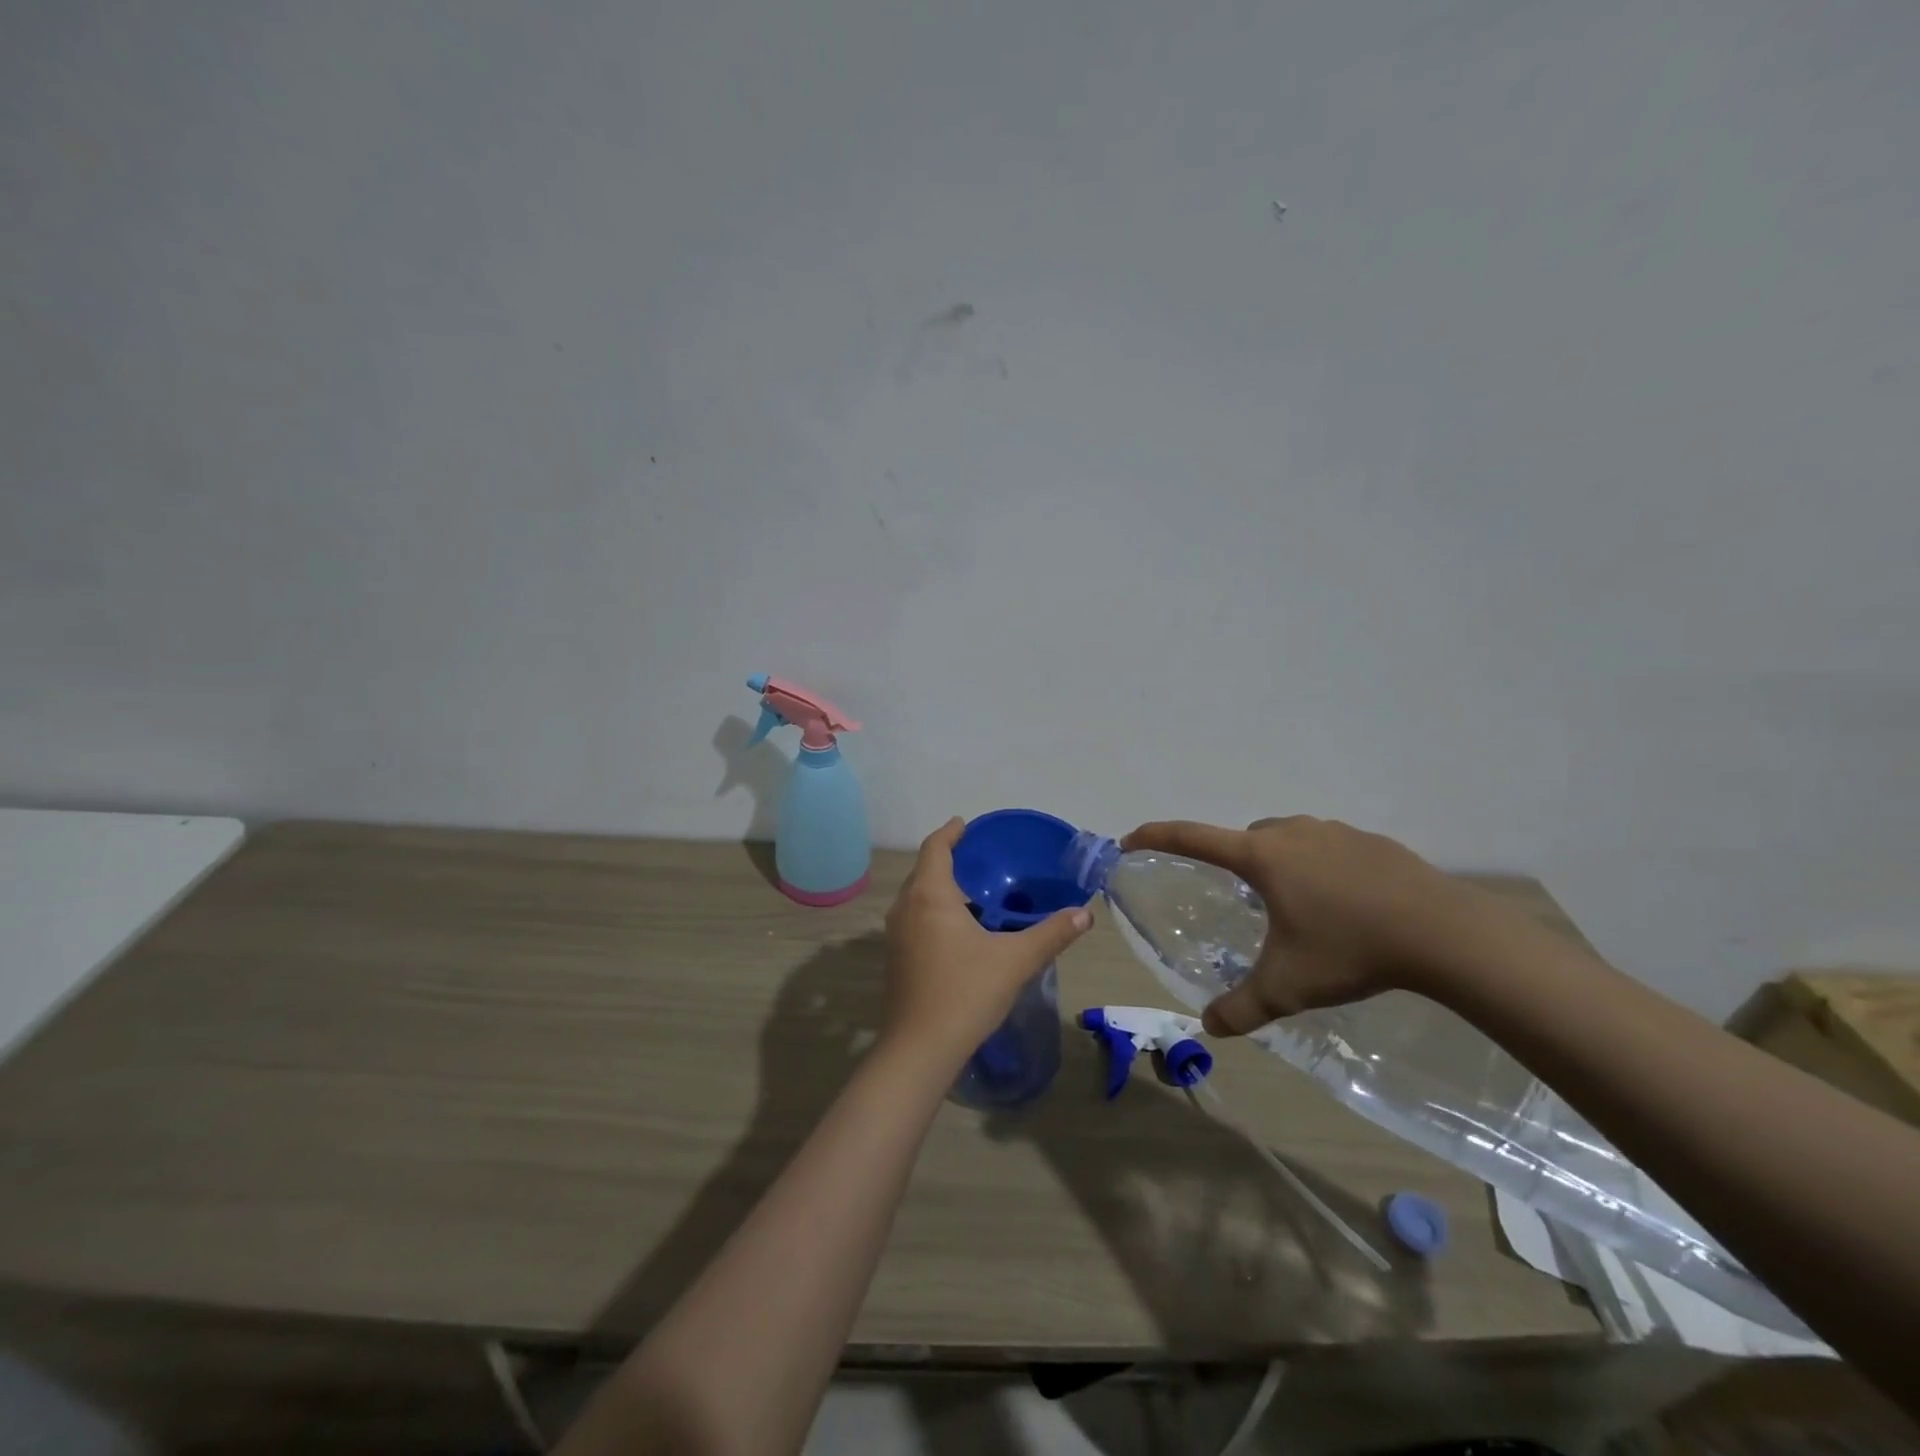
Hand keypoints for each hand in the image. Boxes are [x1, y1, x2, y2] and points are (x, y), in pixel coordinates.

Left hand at [882, 818, 1093, 1066]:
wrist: (920, 1048)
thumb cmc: (966, 992)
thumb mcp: (1016, 960)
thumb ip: (1051, 934)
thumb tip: (1084, 915)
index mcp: (930, 895)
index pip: (934, 848)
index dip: (950, 832)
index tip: (964, 824)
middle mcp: (906, 907)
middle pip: (923, 870)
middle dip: (946, 859)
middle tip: (977, 859)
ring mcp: (895, 935)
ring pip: (916, 897)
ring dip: (938, 887)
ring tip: (971, 892)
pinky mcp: (895, 958)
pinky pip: (914, 919)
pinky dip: (932, 911)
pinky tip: (957, 930)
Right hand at [1123, 816, 1514, 1035]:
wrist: (1444, 932)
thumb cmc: (1350, 949)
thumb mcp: (1288, 985)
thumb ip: (1243, 1007)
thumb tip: (1208, 1028)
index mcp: (1261, 857)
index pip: (1192, 837)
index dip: (1156, 836)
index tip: (1130, 839)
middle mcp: (1291, 833)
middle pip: (1244, 837)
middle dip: (1231, 859)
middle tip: (1238, 898)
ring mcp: (1334, 832)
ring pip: (1287, 839)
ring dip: (1277, 861)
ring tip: (1293, 904)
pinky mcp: (1371, 842)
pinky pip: (1326, 847)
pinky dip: (1318, 866)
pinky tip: (1341, 903)